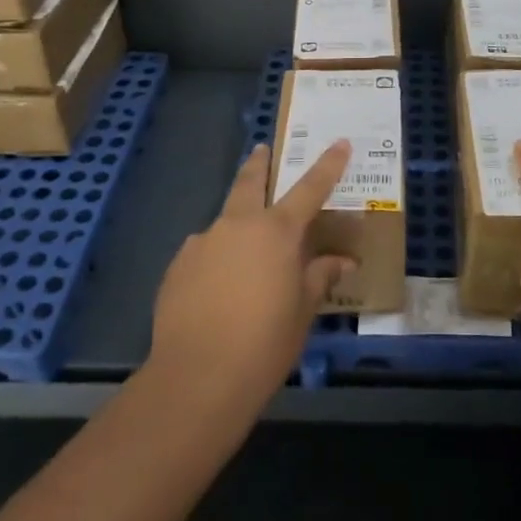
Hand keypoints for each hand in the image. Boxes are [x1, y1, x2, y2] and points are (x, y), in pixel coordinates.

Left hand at [147, 141, 354, 412]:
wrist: (196, 379)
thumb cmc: (264, 343)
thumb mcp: (303, 310)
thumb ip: (320, 277)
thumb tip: (342, 261)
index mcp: (277, 231)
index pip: (311, 187)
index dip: (328, 164)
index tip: (340, 142)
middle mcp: (238, 225)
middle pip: (250, 182)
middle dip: (259, 163)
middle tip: (262, 150)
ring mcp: (202, 243)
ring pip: (224, 222)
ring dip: (236, 226)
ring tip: (242, 259)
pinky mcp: (177, 267)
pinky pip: (203, 253)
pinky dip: (215, 259)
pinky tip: (216, 290)